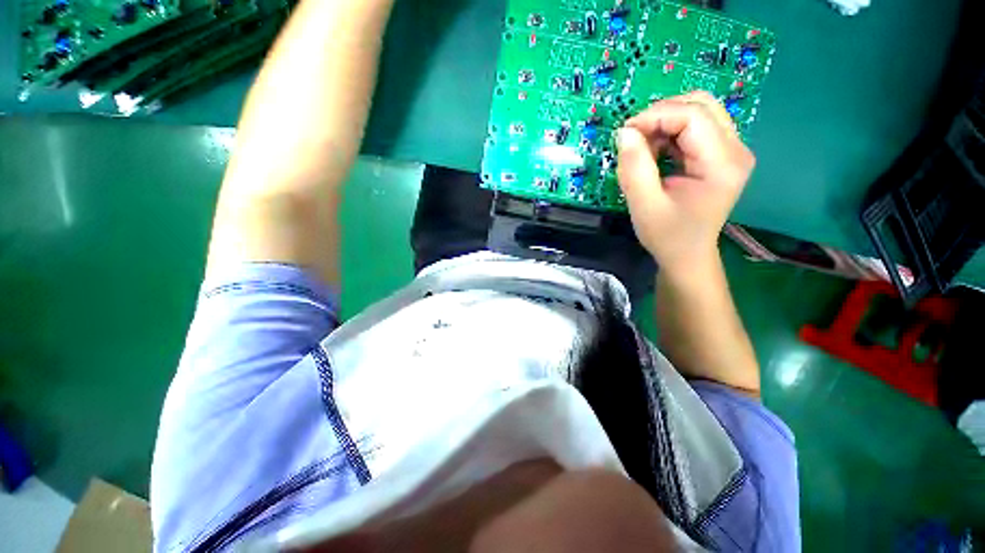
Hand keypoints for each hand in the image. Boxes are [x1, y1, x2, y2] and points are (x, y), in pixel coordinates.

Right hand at [616, 91, 754, 276]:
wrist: (687, 254)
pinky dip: (669, 132)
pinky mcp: (721, 153)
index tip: (624, 134)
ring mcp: (732, 149)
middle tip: (633, 139)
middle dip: (660, 114)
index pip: (693, 116)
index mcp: (722, 164)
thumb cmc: (667, 235)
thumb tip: (624, 132)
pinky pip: (695, 127)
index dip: (655, 116)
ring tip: (643, 149)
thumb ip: (634, 168)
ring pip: (698, 111)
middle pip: (700, 105)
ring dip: (664, 122)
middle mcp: (736, 149)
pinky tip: (656, 152)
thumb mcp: (644, 205)